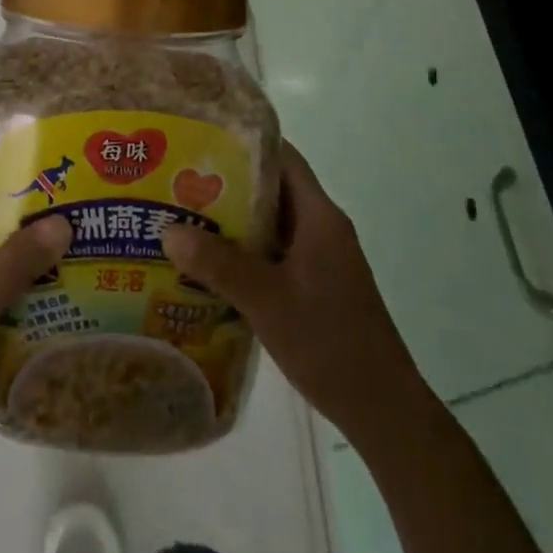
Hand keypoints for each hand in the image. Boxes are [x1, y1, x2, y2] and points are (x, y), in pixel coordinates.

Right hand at [162, 142, 427, 439]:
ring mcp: (320, 258)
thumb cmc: (330, 343)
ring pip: (271, 223)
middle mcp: (322, 228)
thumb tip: (168, 229)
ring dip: (232, 220)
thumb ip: (218, 265)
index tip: (201, 140)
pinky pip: (274, 252)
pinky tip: (208, 264)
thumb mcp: (267, 301)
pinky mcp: (316, 284)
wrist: (383, 411)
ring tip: (183, 217)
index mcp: (319, 217)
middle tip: (179, 181)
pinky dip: (244, 251)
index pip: (282, 158)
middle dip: (227, 183)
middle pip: (272, 188)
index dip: (244, 143)